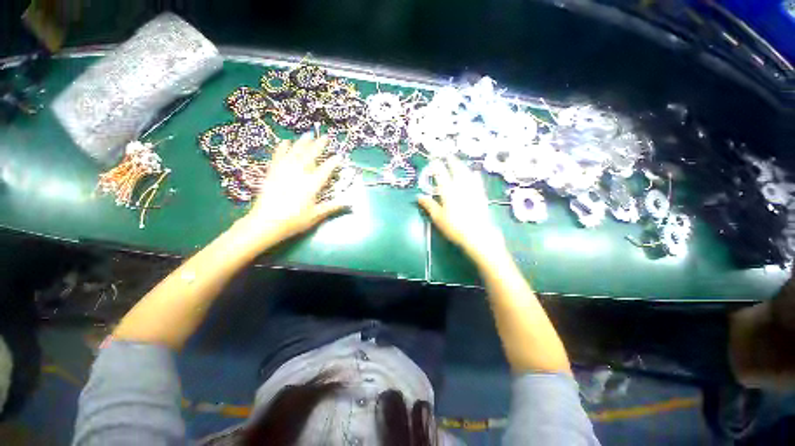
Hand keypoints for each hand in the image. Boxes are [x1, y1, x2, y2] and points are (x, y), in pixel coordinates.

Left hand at [234, 134, 346, 247]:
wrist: (266, 223)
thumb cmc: (294, 221)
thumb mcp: (316, 215)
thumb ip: (332, 207)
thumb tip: (350, 203)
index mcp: (311, 185)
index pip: (325, 170)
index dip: (333, 162)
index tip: (339, 155)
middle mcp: (299, 174)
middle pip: (310, 156)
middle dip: (319, 146)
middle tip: (326, 137)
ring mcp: (284, 172)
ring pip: (295, 153)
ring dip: (303, 142)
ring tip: (309, 134)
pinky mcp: (272, 173)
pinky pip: (278, 156)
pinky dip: (282, 148)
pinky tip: (286, 141)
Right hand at [417, 157, 507, 263]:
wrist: (477, 235)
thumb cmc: (454, 227)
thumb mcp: (438, 218)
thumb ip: (429, 205)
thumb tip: (419, 196)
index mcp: (448, 192)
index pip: (441, 175)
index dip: (437, 167)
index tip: (434, 160)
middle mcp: (461, 188)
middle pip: (456, 171)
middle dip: (452, 162)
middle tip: (448, 156)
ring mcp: (472, 191)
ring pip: (467, 174)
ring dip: (462, 167)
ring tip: (459, 162)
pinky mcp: (481, 196)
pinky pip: (477, 182)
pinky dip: (475, 176)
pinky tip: (475, 173)